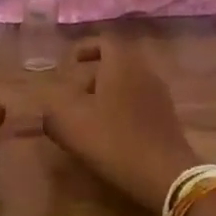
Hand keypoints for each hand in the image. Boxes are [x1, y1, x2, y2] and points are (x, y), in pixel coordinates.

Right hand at [40, 37, 199, 211]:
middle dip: (92, 75)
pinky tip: (108, 133)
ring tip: (86, 117)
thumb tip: (49, 106)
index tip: (68, 63)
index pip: (104, 41)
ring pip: (127, 84)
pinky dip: (121, 110)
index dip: (84, 48)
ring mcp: (159, 95)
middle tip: (73, 93)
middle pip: (116, 63)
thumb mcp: (69, 124)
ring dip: (106, 95)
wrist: (164, 174)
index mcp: (121, 64)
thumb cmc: (113, 140)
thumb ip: (52, 109)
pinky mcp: (166, 118)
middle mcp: (144, 72)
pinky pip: (138, 103)